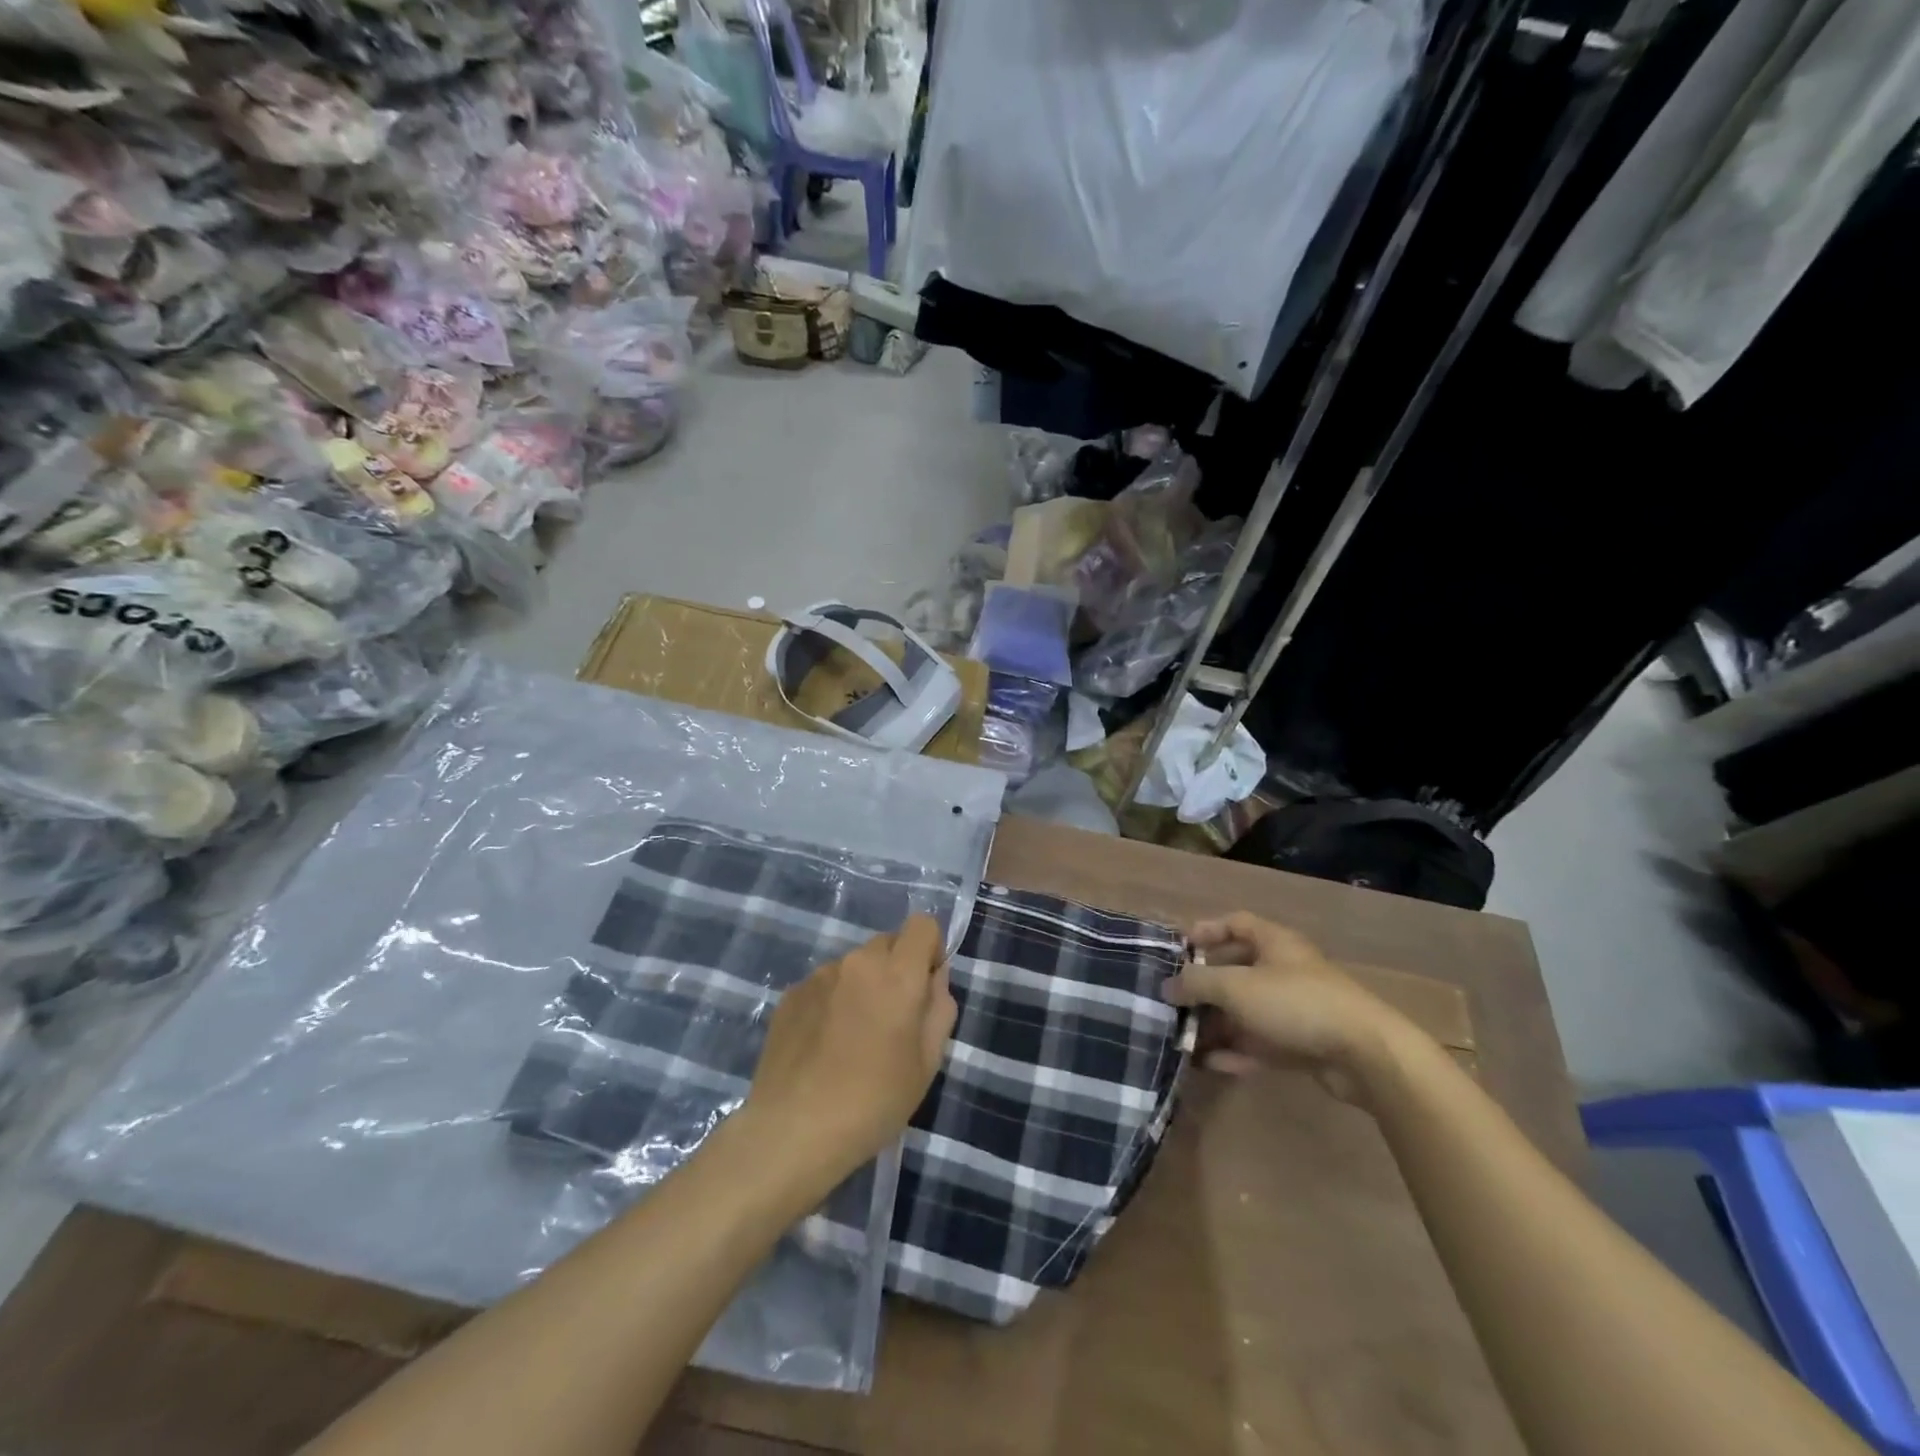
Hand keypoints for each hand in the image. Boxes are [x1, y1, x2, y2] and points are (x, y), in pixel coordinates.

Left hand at [745, 915, 956, 1180]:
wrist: (793, 1131)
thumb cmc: (874, 1102)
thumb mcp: (928, 1063)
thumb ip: (939, 1008)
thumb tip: (933, 979)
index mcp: (897, 974)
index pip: (922, 924)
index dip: (930, 949)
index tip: (925, 988)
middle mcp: (857, 962)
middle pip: (887, 944)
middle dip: (896, 970)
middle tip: (891, 1021)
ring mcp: (819, 975)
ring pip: (854, 966)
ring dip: (862, 986)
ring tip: (852, 1040)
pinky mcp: (790, 994)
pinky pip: (825, 985)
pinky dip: (832, 1002)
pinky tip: (823, 1047)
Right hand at [1162, 912, 1416, 1102]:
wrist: (1366, 1055)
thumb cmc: (1295, 1003)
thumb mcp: (1236, 987)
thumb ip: (1197, 983)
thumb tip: (1167, 986)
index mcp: (1274, 943)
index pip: (1236, 923)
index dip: (1206, 931)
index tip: (1179, 949)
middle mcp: (1285, 970)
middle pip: (1237, 971)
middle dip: (1205, 986)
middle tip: (1173, 1000)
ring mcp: (1295, 1009)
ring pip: (1247, 1011)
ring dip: (1216, 1023)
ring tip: (1183, 1037)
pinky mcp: (1303, 1044)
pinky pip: (1261, 1043)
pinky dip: (1236, 1051)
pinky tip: (1209, 1064)